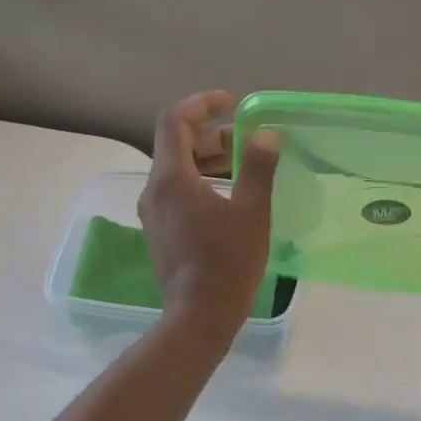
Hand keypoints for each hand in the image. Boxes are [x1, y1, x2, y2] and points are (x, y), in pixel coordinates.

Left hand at [138, 91, 279, 344]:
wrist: (199, 317)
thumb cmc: (227, 263)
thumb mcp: (251, 212)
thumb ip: (258, 167)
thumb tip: (266, 134)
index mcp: (171, 178)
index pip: (175, 120)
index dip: (203, 103)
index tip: (233, 103)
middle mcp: (154, 190)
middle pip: (177, 145)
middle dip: (214, 135)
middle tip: (250, 142)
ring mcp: (154, 212)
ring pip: (178, 170)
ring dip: (210, 159)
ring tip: (247, 167)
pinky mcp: (161, 231)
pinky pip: (178, 192)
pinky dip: (203, 181)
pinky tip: (232, 196)